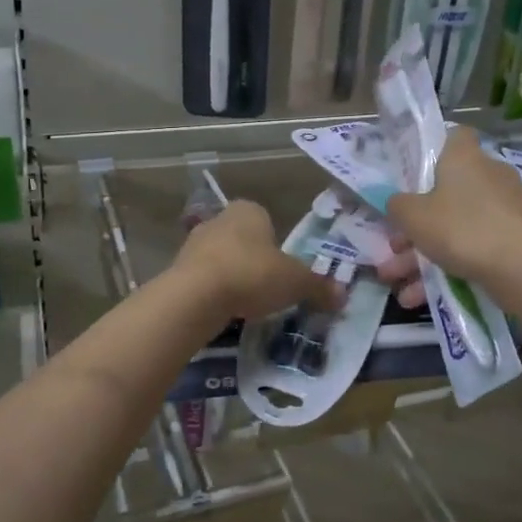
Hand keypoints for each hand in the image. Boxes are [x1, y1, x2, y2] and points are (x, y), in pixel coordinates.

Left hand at [169, 200, 346, 322]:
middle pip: (244, 240)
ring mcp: (194, 243)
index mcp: (249, 210)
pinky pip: (205, 280)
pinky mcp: (178, 270)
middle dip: (255, 262)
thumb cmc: (252, 274)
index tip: (283, 269)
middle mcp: (219, 219)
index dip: (277, 244)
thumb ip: (319, 287)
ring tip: (247, 304)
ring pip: (222, 259)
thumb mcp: (296, 282)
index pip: (267, 221)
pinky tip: (225, 311)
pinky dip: (215, 293)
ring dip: (234, 277)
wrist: (196, 296)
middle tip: (269, 288)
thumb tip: (343, 295)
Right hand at [377, 127, 521, 312]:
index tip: (411, 173)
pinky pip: (471, 247)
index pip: (452, 135)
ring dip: (422, 254)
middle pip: (444, 191)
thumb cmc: (462, 229)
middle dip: (415, 223)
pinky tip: (419, 297)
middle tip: (394, 246)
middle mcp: (487, 175)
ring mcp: (504, 208)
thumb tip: (397, 203)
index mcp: (464, 157)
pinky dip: (447, 267)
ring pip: (454, 226)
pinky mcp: (513, 238)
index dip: (431, 149)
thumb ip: (397, 205)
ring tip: (396, 282)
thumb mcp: (413, 216)